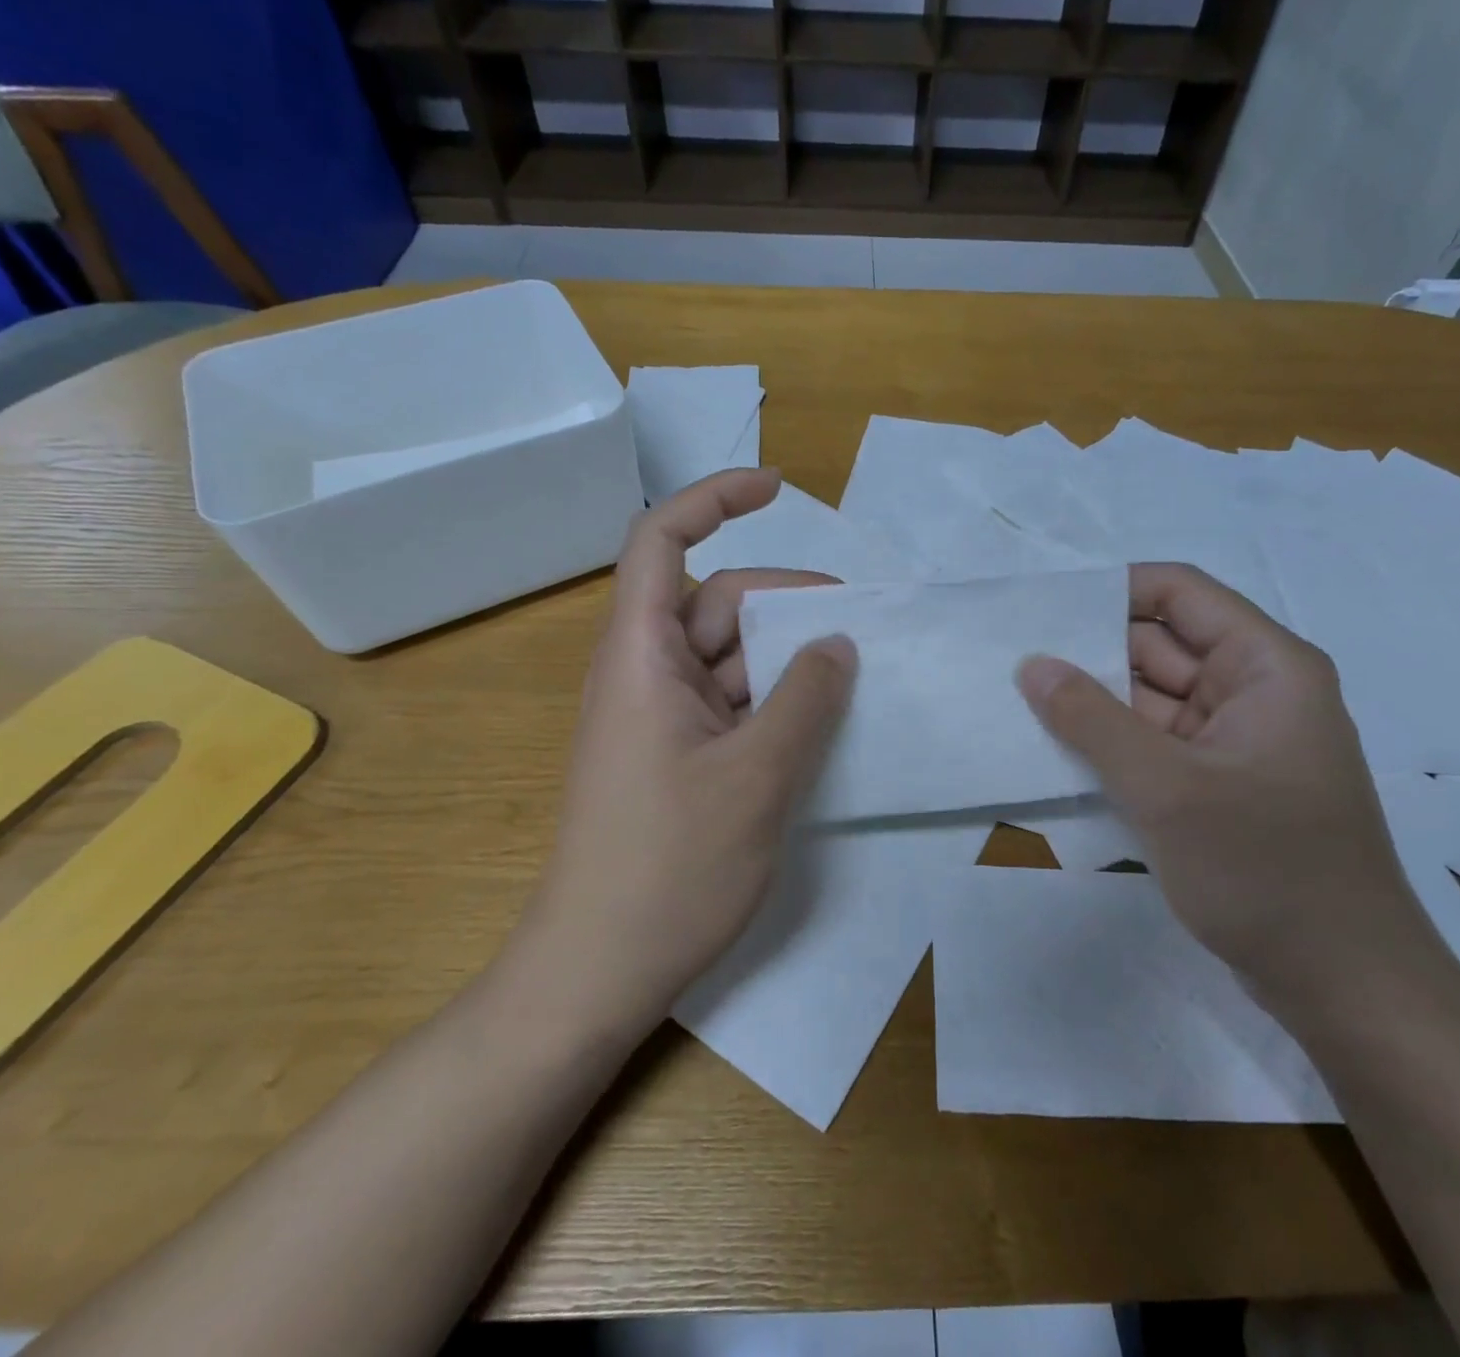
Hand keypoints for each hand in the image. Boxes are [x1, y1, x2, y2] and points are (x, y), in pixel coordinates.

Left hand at [495, 470, 856, 1034]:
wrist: (598, 970)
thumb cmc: (670, 867)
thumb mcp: (757, 776)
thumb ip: (805, 698)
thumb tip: (837, 643)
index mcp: (642, 655)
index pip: (662, 540)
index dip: (715, 499)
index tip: (778, 488)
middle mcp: (646, 673)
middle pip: (719, 602)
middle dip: (788, 604)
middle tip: (861, 633)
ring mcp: (661, 718)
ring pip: (732, 657)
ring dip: (789, 661)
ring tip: (856, 683)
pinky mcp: (676, 757)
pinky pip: (732, 704)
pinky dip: (776, 703)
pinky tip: (822, 726)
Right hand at [1016, 563, 1456, 1022]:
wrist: (1344, 988)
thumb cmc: (1266, 870)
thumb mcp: (1167, 789)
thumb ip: (1091, 720)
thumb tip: (1031, 663)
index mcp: (1265, 667)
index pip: (1180, 594)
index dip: (1112, 591)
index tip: (1042, 610)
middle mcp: (1252, 692)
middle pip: (1160, 646)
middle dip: (1090, 651)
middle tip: (1011, 657)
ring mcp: (1233, 742)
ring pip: (1150, 699)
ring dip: (1093, 703)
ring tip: (1018, 698)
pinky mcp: (1216, 786)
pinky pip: (1153, 745)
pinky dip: (1109, 745)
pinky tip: (1055, 748)